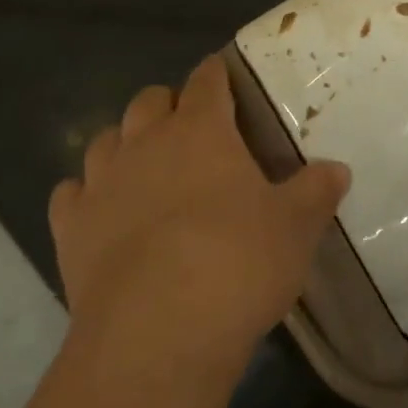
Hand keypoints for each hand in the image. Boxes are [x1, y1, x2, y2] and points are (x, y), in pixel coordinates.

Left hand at [48, 55, 350, 376]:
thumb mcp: (296, 227)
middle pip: (148, 101)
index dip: (216, 75)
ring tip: (145, 167)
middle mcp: (145, 143)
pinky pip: (71, 194)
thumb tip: (337, 169)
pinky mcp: (70, 229)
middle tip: (192, 131)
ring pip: (104, 140)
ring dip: (125, 144)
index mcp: (201, 131)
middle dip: (168, 106)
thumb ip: (316, 192)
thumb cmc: (238, 264)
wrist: (158, 332)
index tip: (224, 77)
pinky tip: (101, 212)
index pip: (207, 81)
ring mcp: (101, 184)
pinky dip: (86, 194)